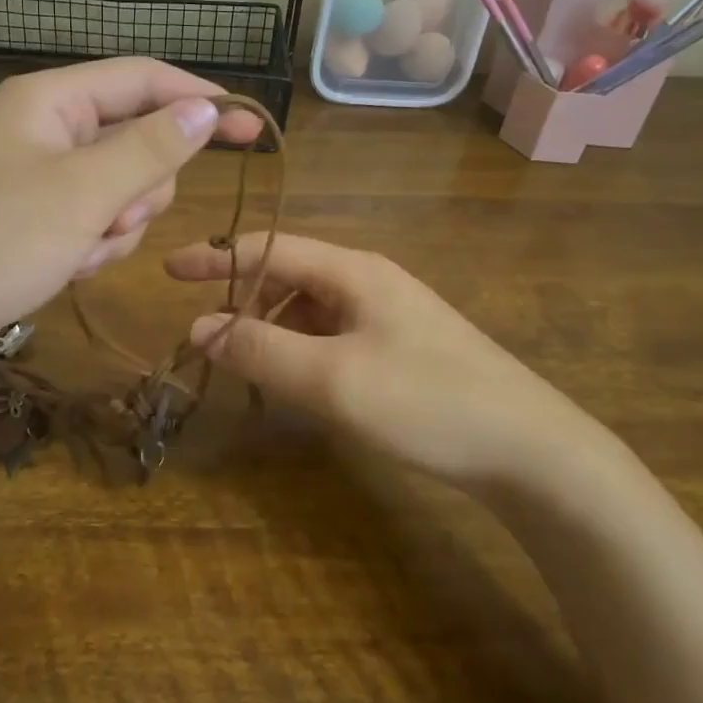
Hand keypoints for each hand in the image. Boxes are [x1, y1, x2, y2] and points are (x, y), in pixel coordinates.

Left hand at [0, 59, 260, 376]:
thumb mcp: (84, 191)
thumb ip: (152, 146)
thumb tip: (206, 106)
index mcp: (49, 99)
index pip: (142, 79)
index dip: (200, 98)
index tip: (252, 127)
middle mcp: (43, 129)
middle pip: (133, 139)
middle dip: (139, 185)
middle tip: (114, 215)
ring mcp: (35, 177)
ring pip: (118, 188)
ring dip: (115, 223)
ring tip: (79, 249)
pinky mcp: (31, 220)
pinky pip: (91, 220)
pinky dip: (91, 245)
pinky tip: (65, 267)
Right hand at [164, 233, 605, 487]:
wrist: (534, 453)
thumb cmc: (428, 402)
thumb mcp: (333, 378)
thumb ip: (261, 350)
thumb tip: (198, 329)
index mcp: (353, 271)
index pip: (268, 248)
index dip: (216, 257)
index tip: (168, 270)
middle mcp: (368, 282)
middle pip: (287, 276)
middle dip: (242, 299)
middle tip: (204, 336)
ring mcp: (388, 316)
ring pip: (308, 309)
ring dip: (270, 329)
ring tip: (243, 365)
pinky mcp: (400, 349)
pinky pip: (331, 337)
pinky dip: (300, 351)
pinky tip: (294, 382)